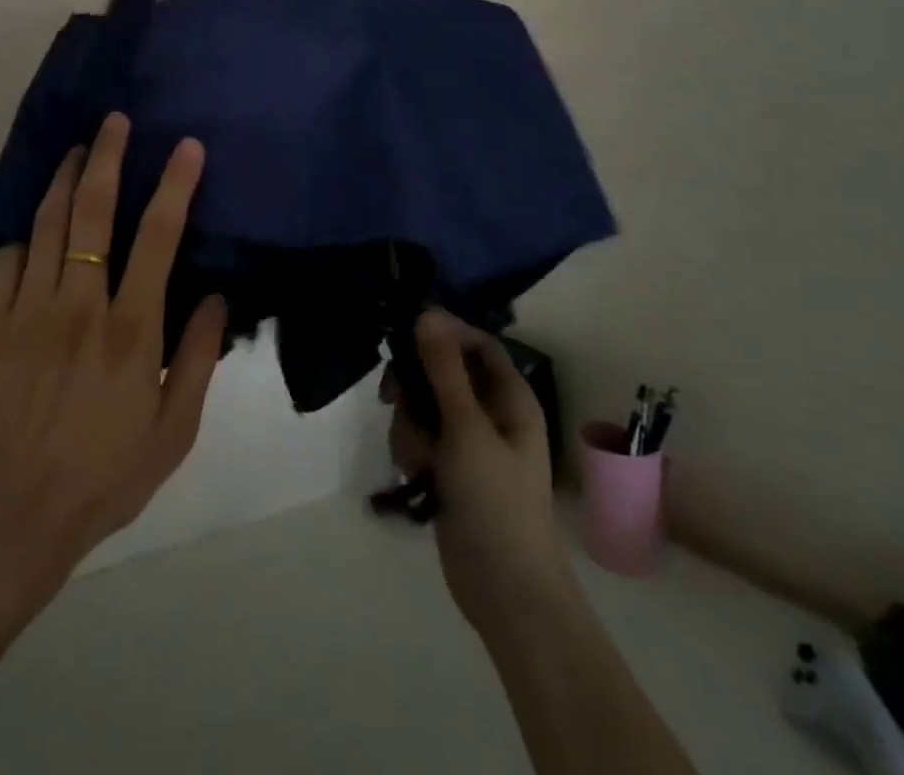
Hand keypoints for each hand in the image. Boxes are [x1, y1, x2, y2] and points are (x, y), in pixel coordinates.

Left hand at [0, 113, 227, 636]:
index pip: (158, 237)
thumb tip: (217, 297)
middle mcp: (79, 306)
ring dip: (64, 180)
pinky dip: (26, 235)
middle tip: (114, 121)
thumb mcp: (174, 430)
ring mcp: (28, 311)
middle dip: (107, 157)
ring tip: (76, 150)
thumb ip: (197, 358)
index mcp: (131, 330)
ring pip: (47, 224)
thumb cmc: (105, 475)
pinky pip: (8, 260)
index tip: (185, 147)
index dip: (174, 185)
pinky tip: (36, 228)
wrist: (13, 517)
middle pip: (93, 212)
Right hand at [385, 310, 574, 641]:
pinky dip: (411, 451)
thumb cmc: (495, 500)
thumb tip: (426, 313)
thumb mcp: (466, 427)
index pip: (476, 343)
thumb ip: (443, 369)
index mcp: (509, 397)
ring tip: (418, 460)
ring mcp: (467, 442)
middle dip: (416, 387)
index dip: (444, 332)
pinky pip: (419, 438)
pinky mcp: (448, 468)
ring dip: (410, 427)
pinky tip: (415, 477)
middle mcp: (490, 413)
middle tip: (393, 397)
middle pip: (442, 372)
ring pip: (424, 407)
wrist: (504, 590)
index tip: (405, 333)